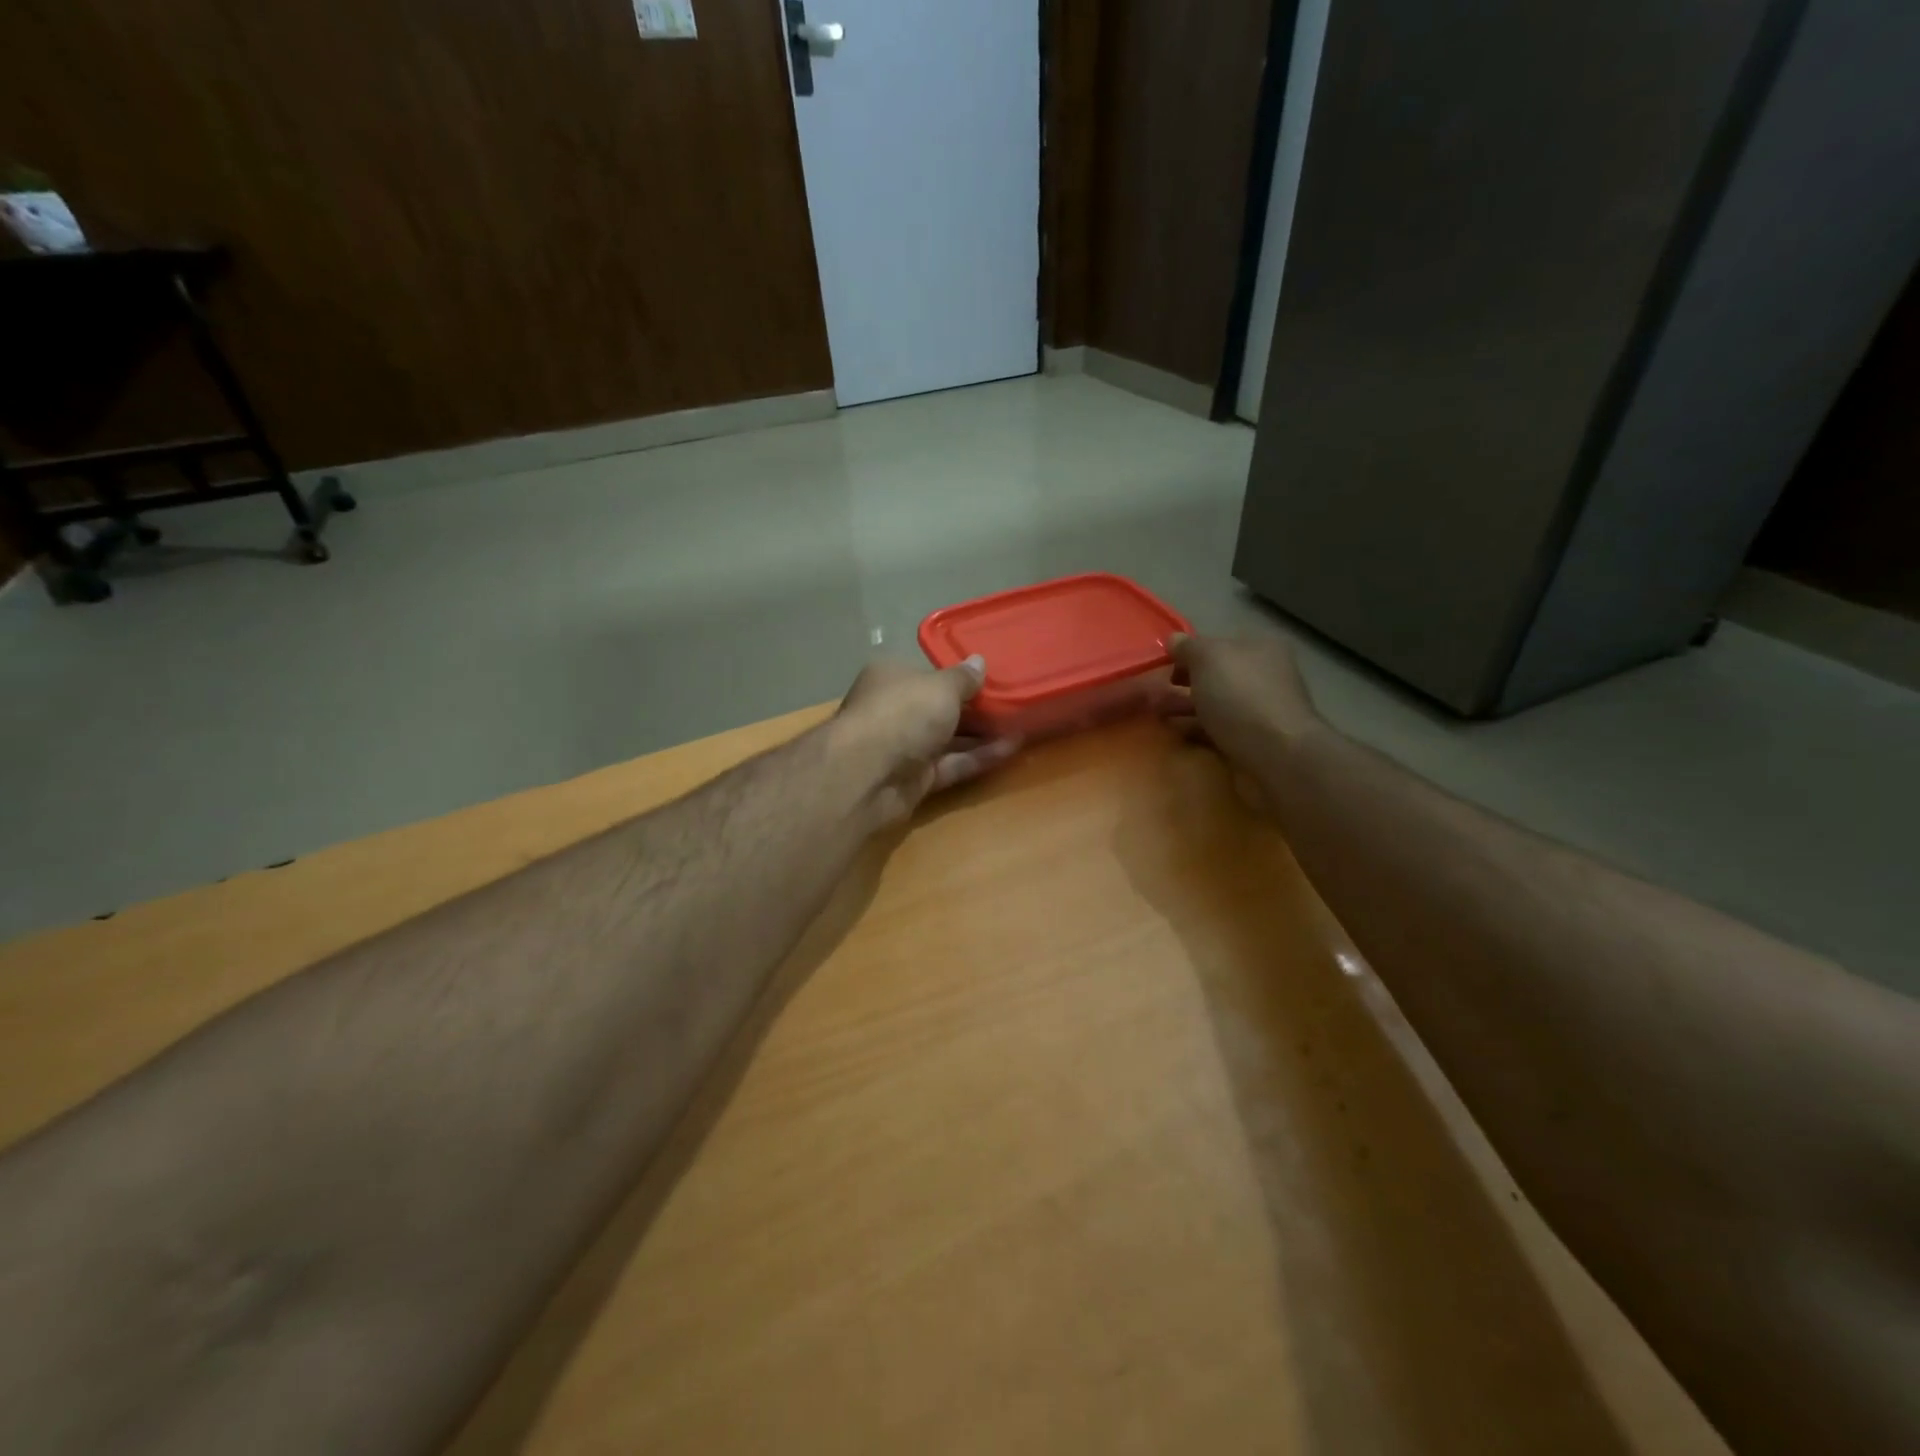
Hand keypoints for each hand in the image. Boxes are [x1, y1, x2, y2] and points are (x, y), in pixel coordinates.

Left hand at [833, 656, 1020, 826]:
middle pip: (938, 707)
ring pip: (948, 738)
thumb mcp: (941, 687)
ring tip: (1021, 723)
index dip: (957, 676)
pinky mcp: (916, 779)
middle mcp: (895, 710)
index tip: (990, 678)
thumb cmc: (904, 713)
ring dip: (982, 733)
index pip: (927, 674)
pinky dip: (979, 757)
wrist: (869, 774)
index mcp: (892, 678)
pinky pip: (953, 764)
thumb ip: (963, 678)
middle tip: (1013, 701)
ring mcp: (905, 747)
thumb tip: (979, 662)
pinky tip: (1012, 748)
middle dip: (974, 707)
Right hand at [1158, 633, 1323, 778]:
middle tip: (1154, 693)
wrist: (1276, 755)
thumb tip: (1173, 641)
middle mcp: (1265, 675)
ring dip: (1185, 708)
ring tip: (1156, 715)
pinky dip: (1196, 730)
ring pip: (1215, 704)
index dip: (1189, 653)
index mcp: (1260, 648)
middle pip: (1216, 676)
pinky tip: (1176, 734)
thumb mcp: (1208, 658)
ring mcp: (1261, 710)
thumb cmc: (1240, 696)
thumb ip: (1188, 647)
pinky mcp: (1254, 741)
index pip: (1219, 644)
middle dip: (1184, 683)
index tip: (1163, 666)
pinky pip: (1217, 731)